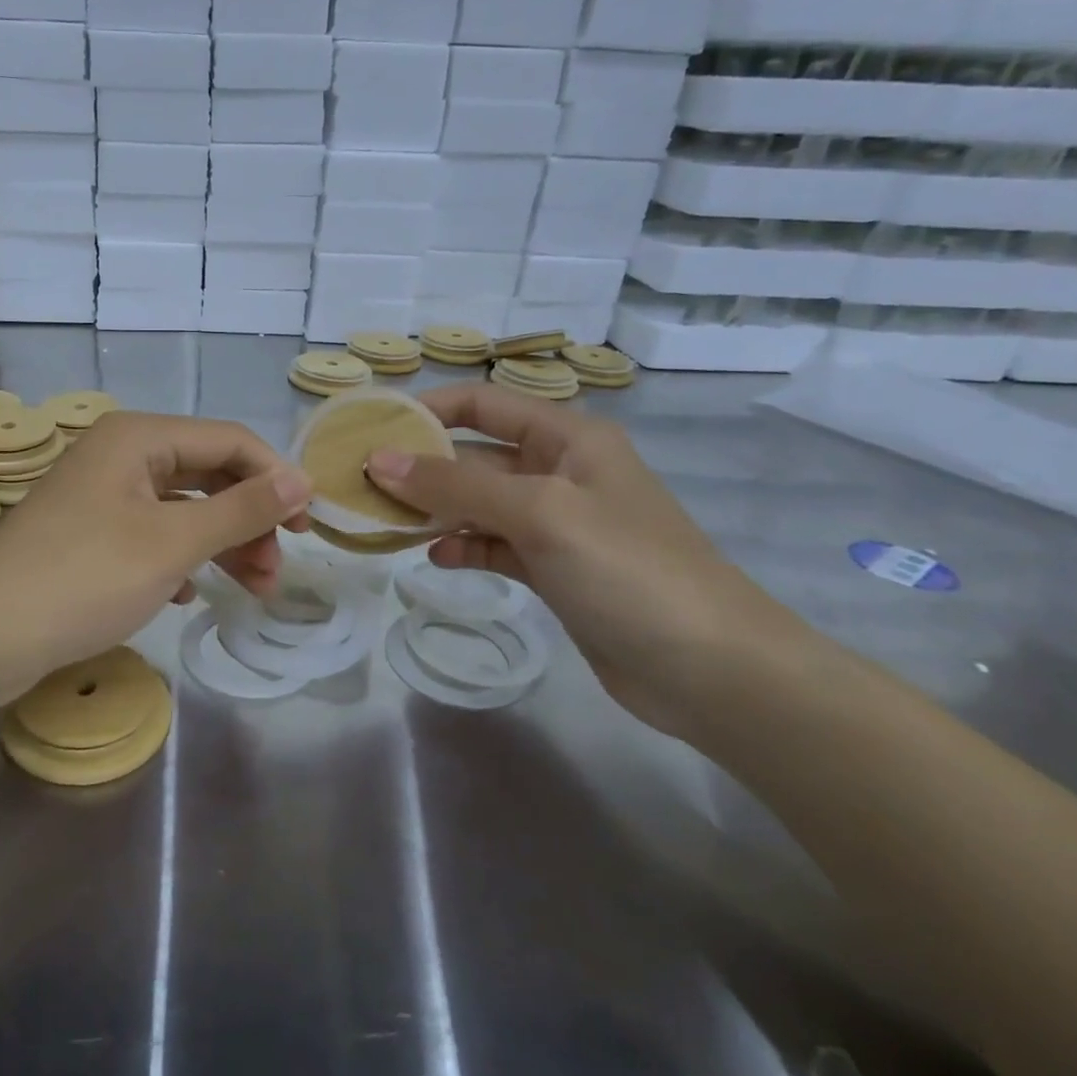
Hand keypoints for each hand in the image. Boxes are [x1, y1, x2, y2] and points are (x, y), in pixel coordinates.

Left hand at [0, 412, 311, 705]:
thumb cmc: (85, 577)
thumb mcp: (173, 542)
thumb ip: (242, 509)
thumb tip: (301, 479)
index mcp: (139, 438)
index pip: (230, 442)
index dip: (276, 479)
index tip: (309, 528)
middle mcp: (119, 455)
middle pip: (207, 475)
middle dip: (248, 521)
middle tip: (276, 572)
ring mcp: (99, 495)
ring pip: (181, 509)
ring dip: (220, 544)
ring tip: (251, 590)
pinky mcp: (87, 534)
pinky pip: (151, 535)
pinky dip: (180, 558)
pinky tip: (188, 594)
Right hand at [365, 383, 810, 738]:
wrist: (712, 671)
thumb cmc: (628, 570)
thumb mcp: (539, 513)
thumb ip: (456, 484)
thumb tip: (379, 460)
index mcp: (569, 439)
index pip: (485, 404)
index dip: (429, 409)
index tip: (374, 428)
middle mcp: (561, 472)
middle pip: (477, 454)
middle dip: (423, 464)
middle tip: (364, 482)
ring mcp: (559, 524)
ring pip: (481, 502)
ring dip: (437, 509)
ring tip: (388, 522)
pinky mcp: (555, 569)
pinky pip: (495, 545)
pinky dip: (465, 547)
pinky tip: (438, 559)